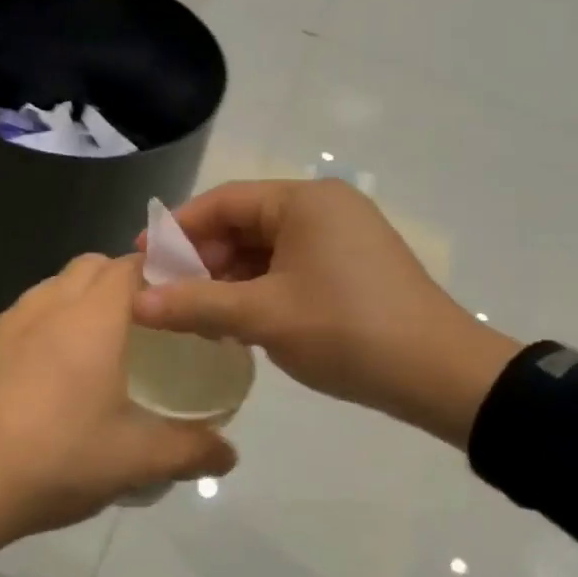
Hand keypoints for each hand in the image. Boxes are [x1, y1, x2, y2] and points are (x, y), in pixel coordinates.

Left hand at [0, 253, 235, 573]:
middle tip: (145, 328)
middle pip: (92, 266)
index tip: (181, 302)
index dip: (162, 272)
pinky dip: (45, 326)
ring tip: (96, 351)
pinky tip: (45, 377)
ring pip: (53, 288)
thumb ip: (190, 451)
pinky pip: (23, 316)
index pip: (133, 264)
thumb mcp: (134, 461)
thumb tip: (229, 455)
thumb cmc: (54, 460)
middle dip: (123, 282)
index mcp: (91, 317)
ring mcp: (5, 321)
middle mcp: (47, 304)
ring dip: (80, 301)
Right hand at [132, 179, 521, 447]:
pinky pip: (290, 267)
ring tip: (198, 313)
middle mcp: (324, 208)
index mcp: (304, 202)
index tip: (142, 259)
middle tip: (168, 294)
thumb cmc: (346, 331)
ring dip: (229, 278)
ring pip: (266, 249)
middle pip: (244, 223)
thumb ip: (196, 304)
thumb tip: (136, 303)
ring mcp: (342, 237)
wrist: (440, 375)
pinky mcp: (352, 267)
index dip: (178, 230)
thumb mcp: (263, 317)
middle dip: (203, 258)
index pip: (224, 202)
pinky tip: (238, 320)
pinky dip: (259, 289)